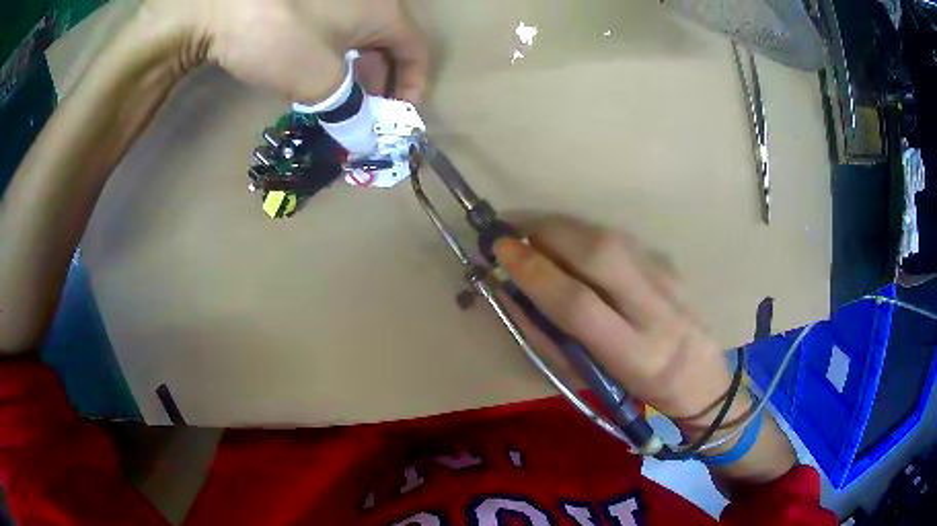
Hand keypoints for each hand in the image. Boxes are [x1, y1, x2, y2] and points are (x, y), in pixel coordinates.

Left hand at [142, 0, 429, 102]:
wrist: (219, 4)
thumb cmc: (279, 36)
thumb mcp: (318, 81)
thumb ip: (349, 112)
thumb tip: (365, 141)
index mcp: (385, 11)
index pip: (416, 51)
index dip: (412, 87)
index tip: (394, 118)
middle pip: (388, 43)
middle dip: (379, 83)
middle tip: (359, 115)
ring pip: (359, 35)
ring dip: (353, 70)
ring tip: (333, 99)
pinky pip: (334, 25)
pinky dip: (331, 52)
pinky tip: (310, 69)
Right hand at [493, 215, 739, 425]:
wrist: (698, 376)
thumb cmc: (635, 391)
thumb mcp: (589, 379)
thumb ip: (549, 338)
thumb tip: (511, 293)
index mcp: (634, 354)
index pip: (578, 303)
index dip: (536, 273)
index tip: (501, 251)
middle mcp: (655, 311)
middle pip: (599, 255)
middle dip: (548, 235)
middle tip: (516, 235)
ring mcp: (667, 281)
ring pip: (610, 239)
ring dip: (564, 230)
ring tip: (536, 238)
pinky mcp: (670, 264)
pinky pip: (621, 240)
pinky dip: (586, 236)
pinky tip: (571, 246)